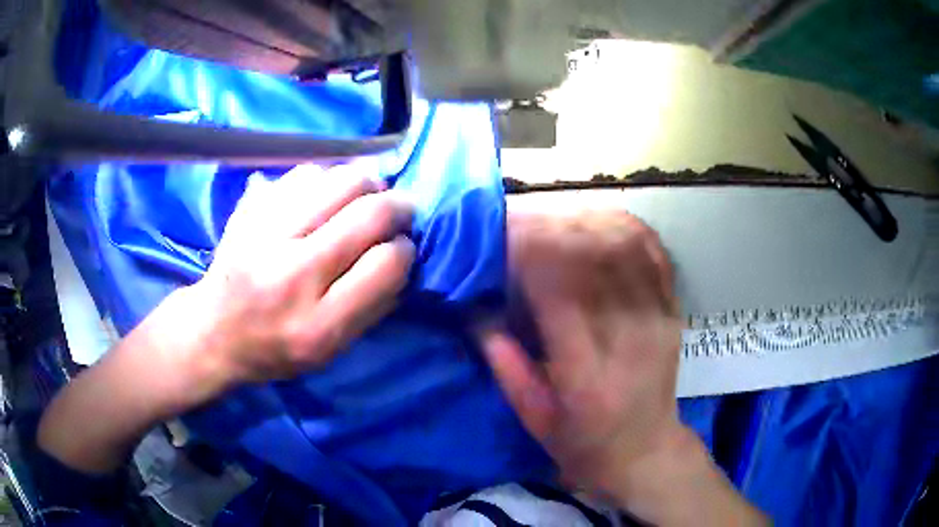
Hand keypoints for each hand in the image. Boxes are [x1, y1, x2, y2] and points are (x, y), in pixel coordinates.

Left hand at [186, 163, 416, 387]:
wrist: (214, 331)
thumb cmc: (277, 349)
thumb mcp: (331, 352)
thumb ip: (372, 307)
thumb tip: (402, 254)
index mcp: (319, 326)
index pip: (386, 264)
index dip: (404, 249)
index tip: (401, 246)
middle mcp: (292, 275)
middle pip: (369, 214)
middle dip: (398, 206)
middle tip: (398, 210)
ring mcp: (266, 236)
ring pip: (341, 181)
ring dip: (367, 184)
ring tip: (367, 195)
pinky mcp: (249, 211)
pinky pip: (306, 173)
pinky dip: (328, 178)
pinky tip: (326, 194)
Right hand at [482, 209, 683, 498]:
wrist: (644, 450)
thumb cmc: (582, 442)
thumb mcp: (532, 418)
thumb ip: (503, 362)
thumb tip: (475, 307)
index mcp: (587, 375)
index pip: (560, 291)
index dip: (528, 252)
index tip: (500, 236)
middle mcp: (629, 338)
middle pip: (595, 255)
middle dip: (551, 228)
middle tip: (520, 223)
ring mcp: (658, 319)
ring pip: (626, 243)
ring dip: (585, 221)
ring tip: (554, 222)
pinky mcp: (673, 310)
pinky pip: (653, 250)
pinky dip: (624, 226)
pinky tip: (597, 224)